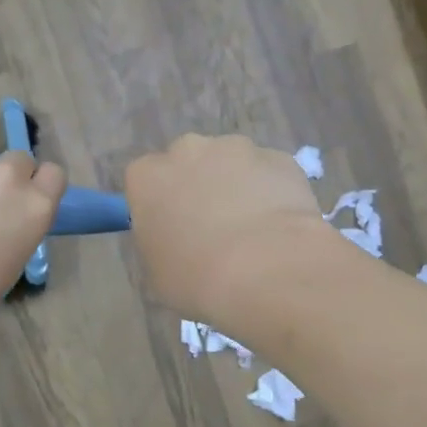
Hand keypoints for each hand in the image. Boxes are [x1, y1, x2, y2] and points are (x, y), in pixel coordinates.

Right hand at [125, 134, 335, 323]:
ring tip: (253, 231)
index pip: (145, 180)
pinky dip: (272, 192)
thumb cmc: (199, 278)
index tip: (172, 230)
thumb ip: (160, 242)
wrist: (268, 270)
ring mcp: (238, 148)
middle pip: (188, 162)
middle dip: (198, 187)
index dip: (159, 205)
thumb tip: (175, 237)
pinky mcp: (280, 157)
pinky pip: (269, 173)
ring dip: (237, 186)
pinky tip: (281, 227)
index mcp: (148, 177)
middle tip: (212, 228)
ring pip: (232, 163)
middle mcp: (189, 150)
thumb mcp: (159, 272)